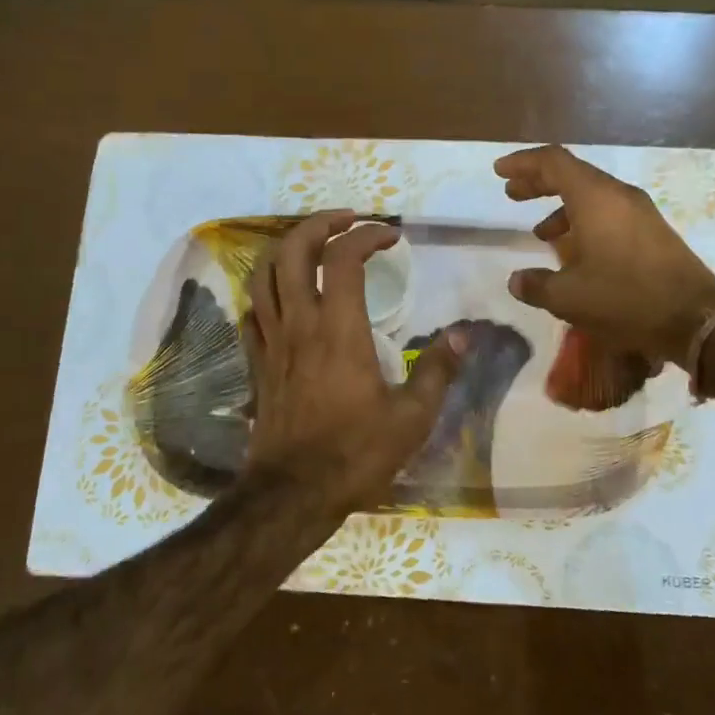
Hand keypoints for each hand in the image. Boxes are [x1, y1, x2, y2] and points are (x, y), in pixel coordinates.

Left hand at [243, 211, 464, 512]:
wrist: (292, 494)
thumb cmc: (355, 454)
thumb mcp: (412, 418)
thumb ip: (438, 372)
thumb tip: (461, 335)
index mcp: (338, 330)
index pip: (344, 259)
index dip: (367, 235)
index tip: (391, 235)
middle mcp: (299, 324)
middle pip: (291, 251)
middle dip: (319, 224)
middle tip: (348, 221)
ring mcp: (271, 342)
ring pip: (263, 274)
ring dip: (287, 247)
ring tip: (314, 243)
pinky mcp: (257, 362)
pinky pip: (253, 310)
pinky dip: (268, 288)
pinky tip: (286, 295)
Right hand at [495, 145, 714, 364]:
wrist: (695, 318)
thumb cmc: (625, 299)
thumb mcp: (569, 298)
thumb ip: (536, 285)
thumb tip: (516, 280)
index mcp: (595, 198)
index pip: (553, 162)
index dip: (523, 163)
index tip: (499, 171)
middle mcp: (618, 195)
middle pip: (572, 174)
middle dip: (538, 182)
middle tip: (512, 194)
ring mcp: (640, 212)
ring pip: (592, 194)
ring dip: (561, 205)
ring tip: (539, 232)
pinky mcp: (652, 231)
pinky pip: (609, 213)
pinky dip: (584, 221)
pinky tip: (575, 252)